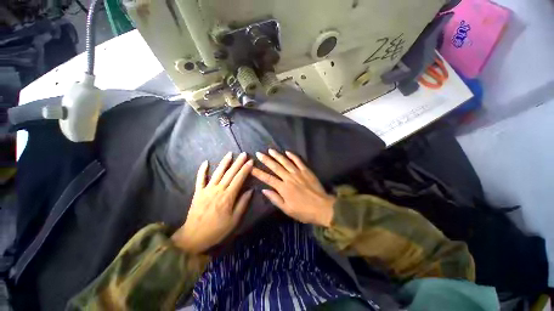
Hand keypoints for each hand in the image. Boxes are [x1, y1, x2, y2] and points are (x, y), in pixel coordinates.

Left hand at [171, 152, 253, 253]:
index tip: (251, 161)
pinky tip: (205, 162)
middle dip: (238, 162)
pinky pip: (200, 179)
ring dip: (224, 162)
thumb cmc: (217, 230)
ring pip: (217, 173)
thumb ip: (242, 204)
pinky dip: (202, 170)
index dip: (245, 169)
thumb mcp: (234, 220)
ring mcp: (207, 189)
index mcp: (228, 196)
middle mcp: (218, 190)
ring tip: (230, 154)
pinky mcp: (198, 192)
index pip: (239, 179)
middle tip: (244, 154)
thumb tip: (251, 190)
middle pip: (230, 173)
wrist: (194, 237)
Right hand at [252, 149, 335, 226]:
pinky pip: (298, 161)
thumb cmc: (303, 211)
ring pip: (285, 162)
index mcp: (283, 188)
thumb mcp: (287, 209)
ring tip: (270, 150)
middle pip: (275, 167)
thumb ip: (275, 199)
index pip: (268, 178)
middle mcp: (289, 178)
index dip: (258, 173)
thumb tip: (264, 190)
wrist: (322, 208)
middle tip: (259, 153)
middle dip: (266, 160)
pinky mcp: (306, 171)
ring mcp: (298, 173)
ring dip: (277, 155)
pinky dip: (293, 156)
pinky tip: (287, 151)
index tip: (251, 167)